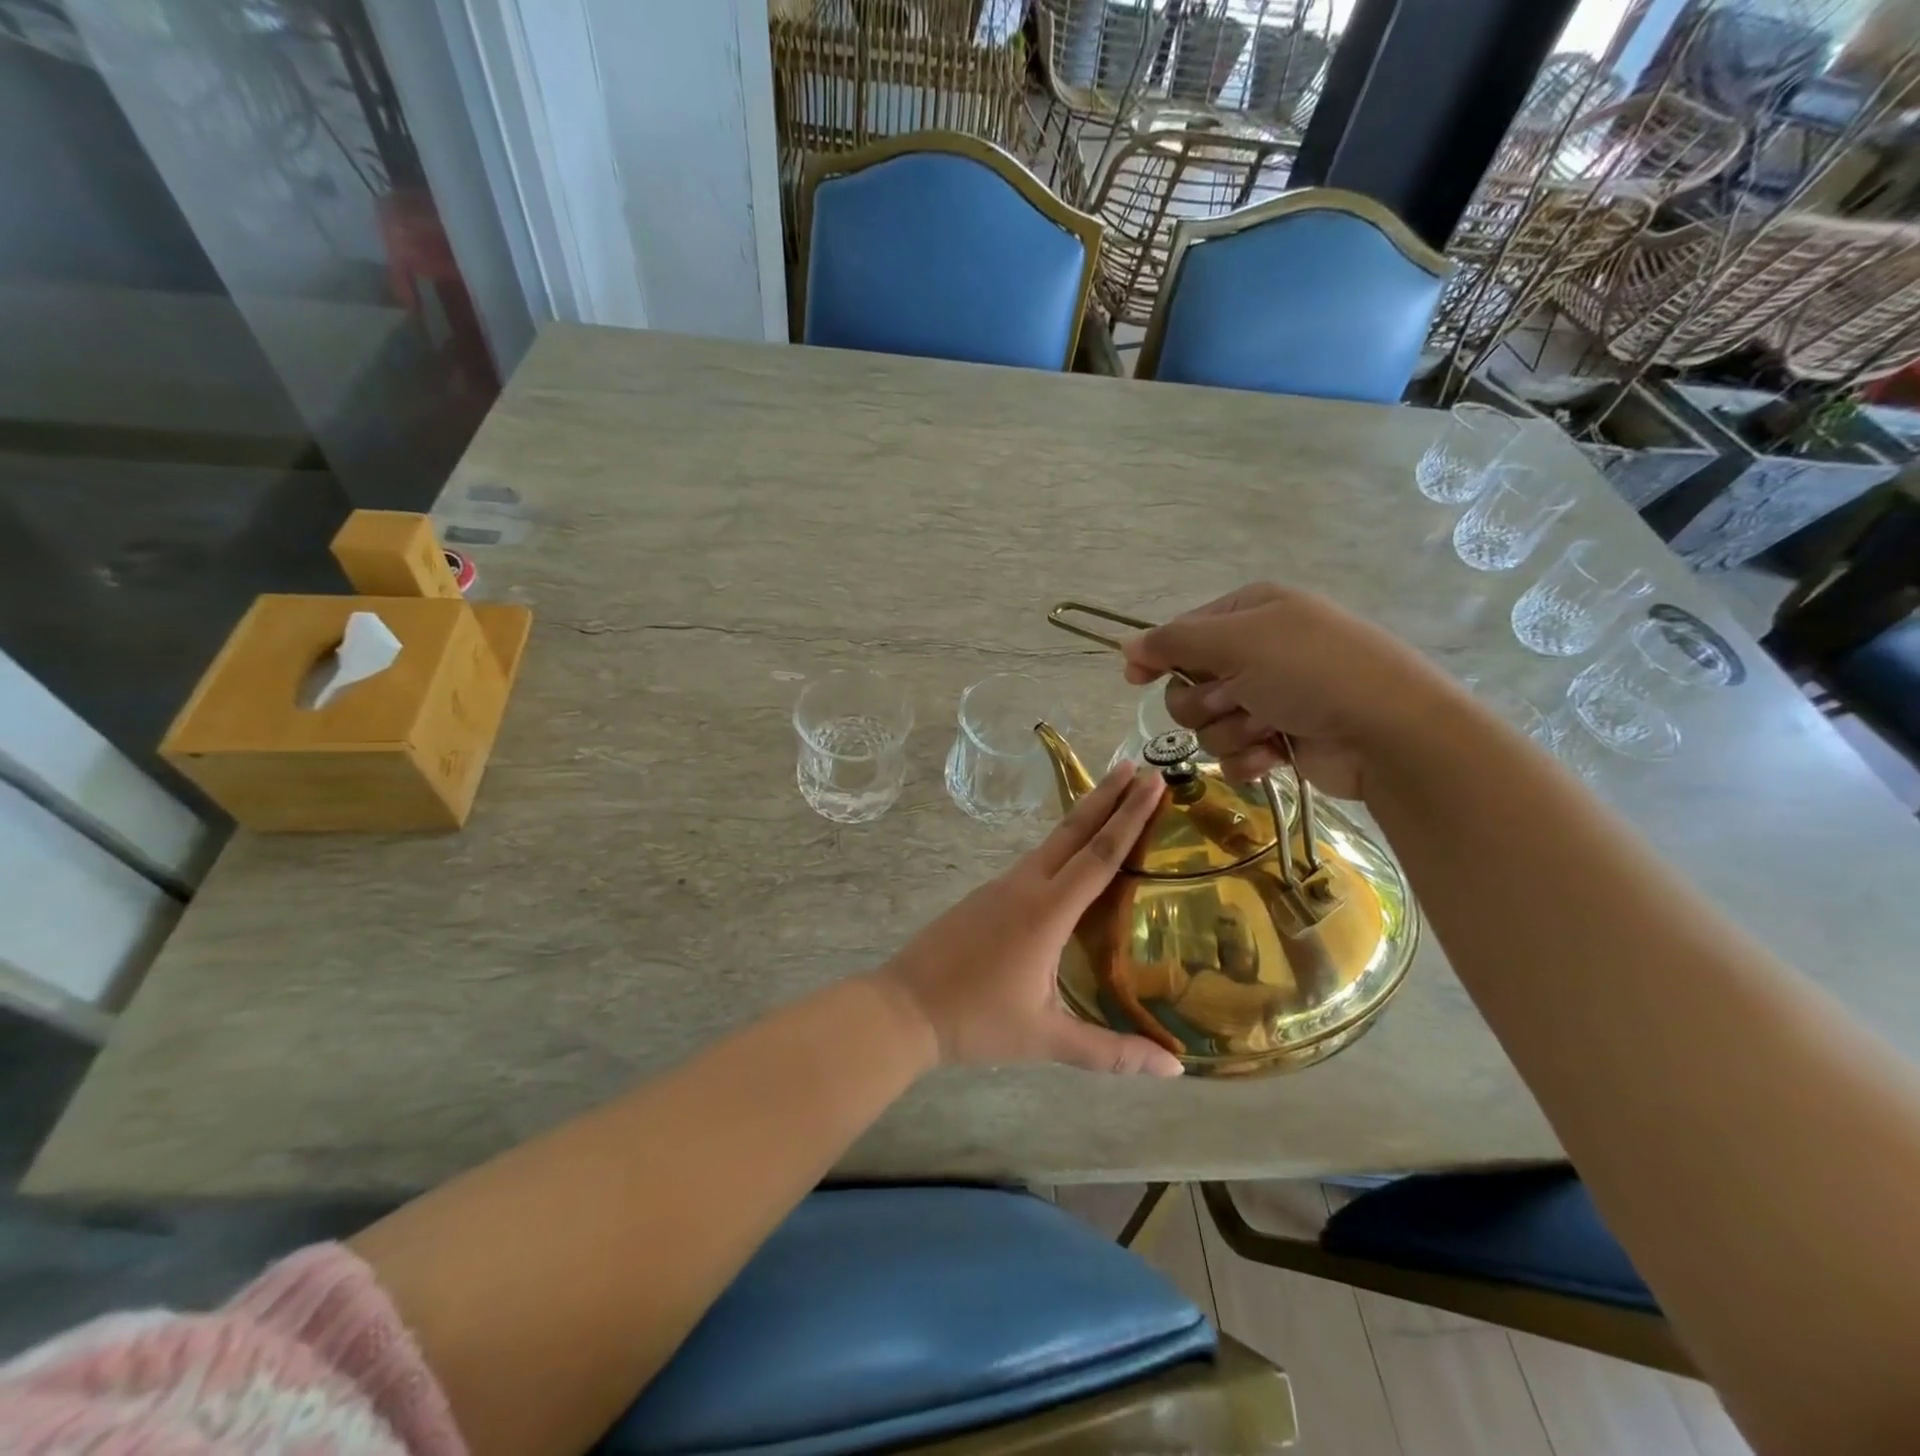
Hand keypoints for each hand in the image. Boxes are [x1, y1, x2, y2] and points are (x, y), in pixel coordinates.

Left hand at [877, 762, 1182, 1076]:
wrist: (903, 1008)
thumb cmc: (976, 1020)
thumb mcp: (1046, 1039)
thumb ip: (1111, 1053)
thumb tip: (1175, 1070)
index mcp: (1046, 911)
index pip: (1099, 854)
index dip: (1129, 817)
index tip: (1151, 781)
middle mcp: (1025, 886)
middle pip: (1073, 830)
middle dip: (1108, 796)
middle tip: (1137, 765)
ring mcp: (1000, 886)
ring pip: (1051, 841)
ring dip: (1083, 815)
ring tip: (1112, 797)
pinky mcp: (985, 895)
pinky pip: (1033, 859)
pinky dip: (1062, 843)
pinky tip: (1070, 854)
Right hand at [1121, 583, 1458, 798]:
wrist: (1388, 731)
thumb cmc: (1310, 671)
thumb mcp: (1237, 643)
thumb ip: (1174, 643)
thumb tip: (1125, 644)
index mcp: (1250, 613)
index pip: (1182, 633)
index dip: (1160, 656)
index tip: (1137, 679)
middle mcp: (1258, 651)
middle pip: (1190, 684)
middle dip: (1205, 701)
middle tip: (1236, 700)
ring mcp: (1271, 697)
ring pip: (1209, 724)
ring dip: (1231, 730)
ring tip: (1267, 728)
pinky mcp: (1281, 739)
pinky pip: (1235, 752)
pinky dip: (1249, 757)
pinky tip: (1274, 755)